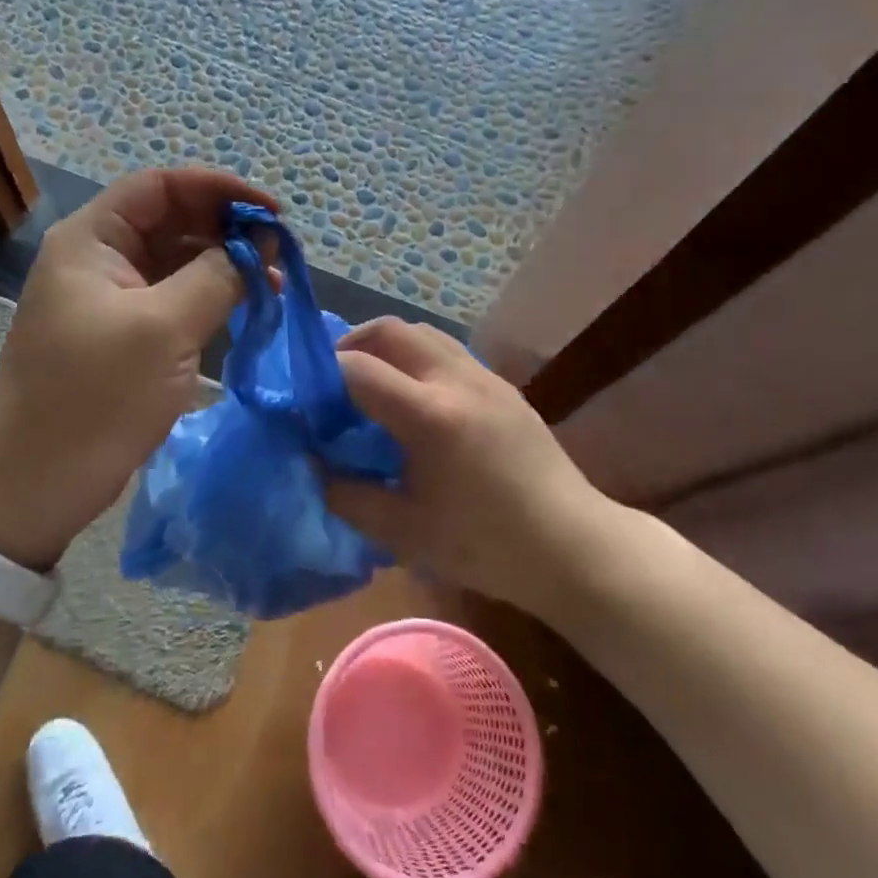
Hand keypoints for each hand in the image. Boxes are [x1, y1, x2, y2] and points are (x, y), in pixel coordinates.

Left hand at [0, 169, 276, 568]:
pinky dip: (211, 298)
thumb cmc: (95, 397)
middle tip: (278, 254)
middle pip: (171, 220)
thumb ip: (218, 276)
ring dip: (225, 266)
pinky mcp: (123, 335)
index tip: (271, 213)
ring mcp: (111, 299)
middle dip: (226, 230)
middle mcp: (99, 258)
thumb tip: (259, 246)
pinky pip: (174, 299)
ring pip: (177, 261)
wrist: (33, 485)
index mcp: (92, 239)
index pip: (161, 186)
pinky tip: (248, 310)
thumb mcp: (164, 329)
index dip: (218, 189)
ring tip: (273, 284)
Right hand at [323, 318, 606, 611]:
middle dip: (351, 344)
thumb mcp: (406, 532)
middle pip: (390, 330)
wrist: (573, 547)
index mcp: (430, 416)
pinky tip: (415, 397)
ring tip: (371, 381)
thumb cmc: (487, 546)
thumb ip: (348, 496)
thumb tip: (311, 466)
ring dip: (387, 345)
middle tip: (331, 380)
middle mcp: (456, 380)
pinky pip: (447, 350)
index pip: (357, 368)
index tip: (304, 400)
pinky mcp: (502, 385)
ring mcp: (484, 377)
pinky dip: (417, 356)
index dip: (320, 376)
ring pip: (422, 332)